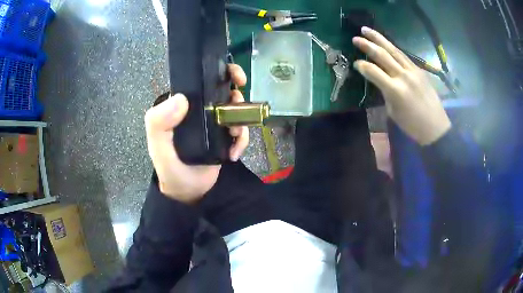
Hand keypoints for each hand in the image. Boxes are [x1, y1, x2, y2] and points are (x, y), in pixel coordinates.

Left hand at [144, 64, 248, 203]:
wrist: (189, 192)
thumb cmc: (170, 169)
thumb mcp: (158, 147)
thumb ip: (158, 124)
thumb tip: (181, 98)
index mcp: (182, 107)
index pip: (200, 81)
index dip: (218, 72)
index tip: (234, 76)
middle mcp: (199, 111)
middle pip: (223, 91)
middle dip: (236, 93)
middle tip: (241, 102)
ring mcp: (214, 123)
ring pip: (235, 110)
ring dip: (241, 119)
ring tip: (235, 137)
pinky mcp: (225, 137)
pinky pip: (240, 130)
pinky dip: (243, 140)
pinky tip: (234, 154)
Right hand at [352, 26, 450, 145]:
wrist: (435, 127)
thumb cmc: (412, 125)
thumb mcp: (393, 111)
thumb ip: (385, 92)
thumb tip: (380, 81)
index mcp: (395, 90)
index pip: (373, 71)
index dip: (362, 66)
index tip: (355, 64)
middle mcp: (403, 76)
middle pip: (383, 55)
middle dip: (367, 45)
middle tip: (355, 38)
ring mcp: (413, 71)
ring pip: (394, 50)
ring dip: (379, 39)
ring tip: (367, 30)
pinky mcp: (419, 70)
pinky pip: (403, 56)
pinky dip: (393, 48)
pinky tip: (386, 44)